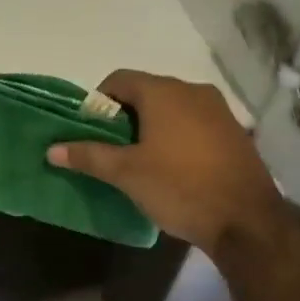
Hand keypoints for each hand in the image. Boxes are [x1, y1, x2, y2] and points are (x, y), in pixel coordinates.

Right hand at [48, 69, 283, 253]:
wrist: (247, 220)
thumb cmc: (179, 187)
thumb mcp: (126, 173)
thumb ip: (88, 156)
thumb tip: (52, 149)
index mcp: (164, 92)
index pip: (119, 80)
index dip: (98, 102)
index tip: (91, 131)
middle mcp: (193, 91)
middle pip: (146, 92)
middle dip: (125, 116)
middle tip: (112, 149)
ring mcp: (219, 111)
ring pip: (172, 108)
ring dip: (152, 127)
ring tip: (140, 161)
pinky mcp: (235, 132)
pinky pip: (195, 124)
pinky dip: (177, 136)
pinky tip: (174, 168)